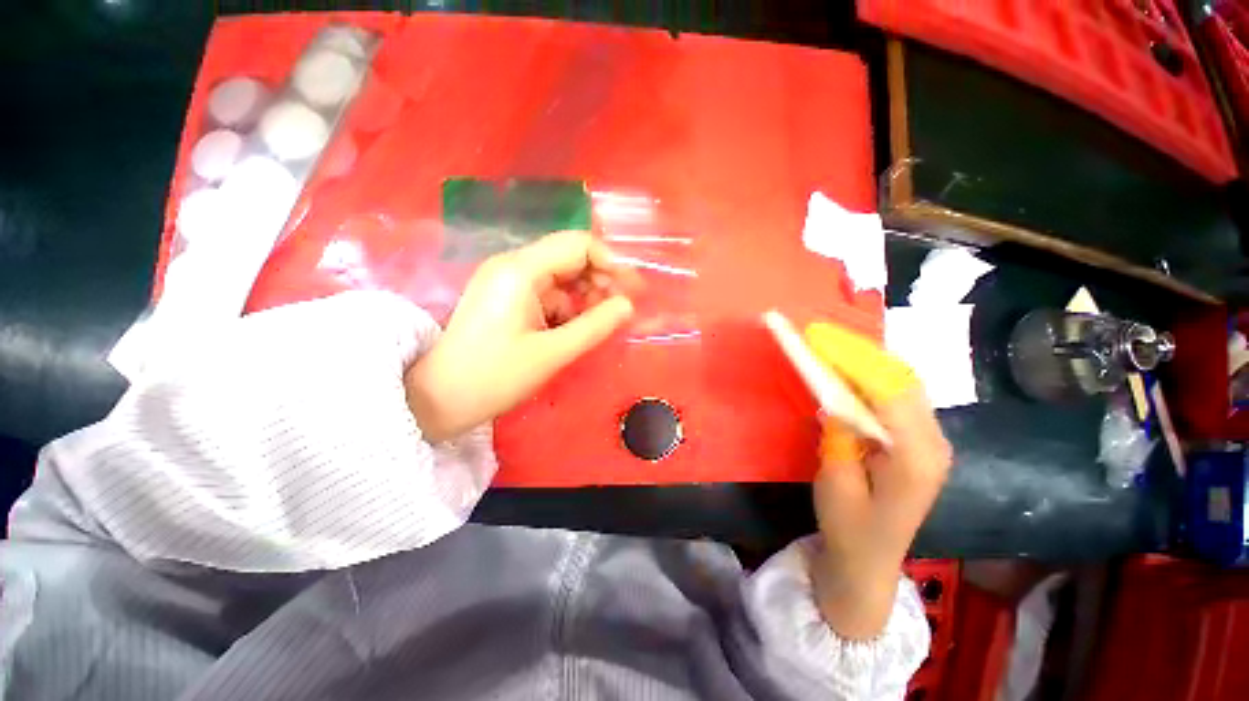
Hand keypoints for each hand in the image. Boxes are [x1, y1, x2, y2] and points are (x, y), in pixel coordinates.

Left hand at [405, 231, 640, 441]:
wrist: (440, 398)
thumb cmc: (494, 377)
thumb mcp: (552, 353)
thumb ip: (595, 326)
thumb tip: (629, 306)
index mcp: (520, 270)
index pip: (578, 244)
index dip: (611, 262)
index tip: (632, 290)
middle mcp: (513, 265)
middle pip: (570, 257)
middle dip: (601, 279)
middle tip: (622, 309)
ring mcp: (508, 281)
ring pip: (562, 276)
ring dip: (586, 295)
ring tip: (602, 322)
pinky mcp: (507, 297)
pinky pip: (548, 293)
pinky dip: (568, 306)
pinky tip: (577, 327)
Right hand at [803, 323, 951, 638]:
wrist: (870, 562)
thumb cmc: (849, 529)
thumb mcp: (835, 484)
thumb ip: (839, 437)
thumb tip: (834, 396)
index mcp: (916, 458)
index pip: (890, 392)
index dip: (855, 361)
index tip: (821, 339)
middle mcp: (935, 443)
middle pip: (904, 382)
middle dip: (862, 354)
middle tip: (823, 338)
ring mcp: (933, 442)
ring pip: (906, 385)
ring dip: (869, 362)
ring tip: (833, 348)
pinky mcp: (921, 442)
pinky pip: (901, 397)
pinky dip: (875, 378)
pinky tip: (853, 372)